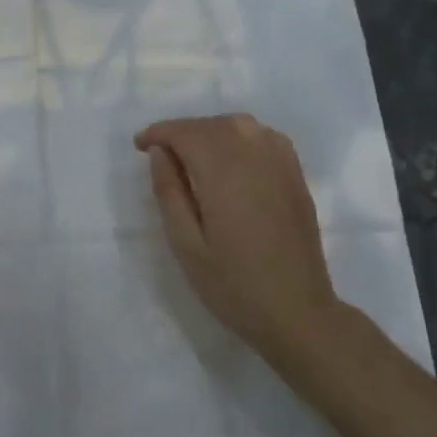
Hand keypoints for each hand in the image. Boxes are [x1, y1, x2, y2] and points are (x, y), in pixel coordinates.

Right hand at [134, 113, 344, 360]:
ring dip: (210, 131)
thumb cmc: (233, 285)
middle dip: (182, 131)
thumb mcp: (186, 244)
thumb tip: (160, 152)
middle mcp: (255, 158)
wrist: (297, 311)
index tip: (140, 146)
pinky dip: (240, 137)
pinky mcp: (296, 176)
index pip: (187, 133)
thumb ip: (169, 192)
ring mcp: (282, 164)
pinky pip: (264, 137)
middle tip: (159, 154)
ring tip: (190, 155)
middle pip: (213, 124)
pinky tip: (229, 158)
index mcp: (224, 174)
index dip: (160, 133)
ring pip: (240, 126)